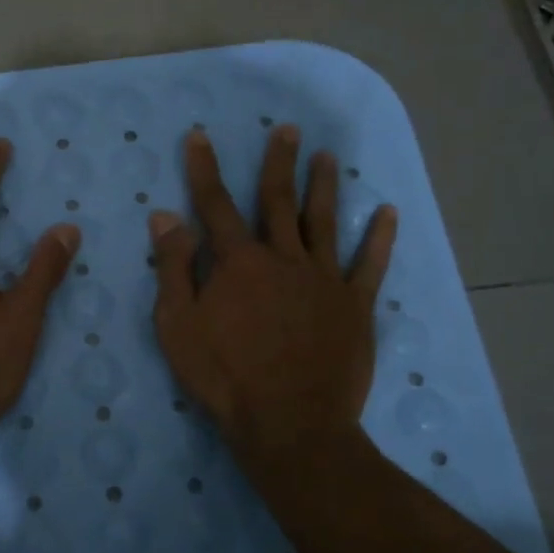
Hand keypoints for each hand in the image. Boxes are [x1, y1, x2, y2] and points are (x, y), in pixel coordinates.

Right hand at [150, 126, 396, 483]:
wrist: (290, 423)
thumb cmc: (224, 376)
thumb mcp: (178, 324)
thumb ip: (174, 267)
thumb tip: (166, 215)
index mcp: (238, 262)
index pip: (216, 205)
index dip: (205, 169)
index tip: (201, 135)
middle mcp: (283, 258)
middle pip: (278, 201)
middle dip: (279, 163)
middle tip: (287, 129)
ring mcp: (323, 280)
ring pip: (324, 222)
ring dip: (325, 186)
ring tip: (328, 156)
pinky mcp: (354, 306)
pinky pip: (369, 265)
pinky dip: (378, 238)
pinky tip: (387, 213)